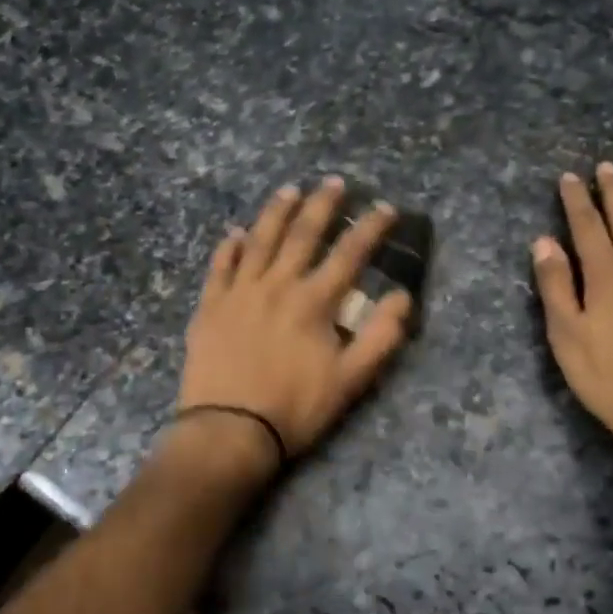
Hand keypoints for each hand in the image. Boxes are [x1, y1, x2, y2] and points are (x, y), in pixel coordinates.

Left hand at [177, 177, 413, 472]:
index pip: (349, 253)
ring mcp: (239, 292)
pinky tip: (235, 233)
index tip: (386, 208)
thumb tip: (401, 297)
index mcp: (313, 301)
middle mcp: (277, 285)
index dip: (371, 228)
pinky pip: (220, 267)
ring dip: (276, 212)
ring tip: (289, 190)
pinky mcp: (210, 307)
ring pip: (260, 240)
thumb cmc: (295, 408)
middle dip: (322, 205)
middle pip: (302, 235)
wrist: (228, 431)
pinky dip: (229, 247)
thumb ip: (381, 337)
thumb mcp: (351, 380)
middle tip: (334, 182)